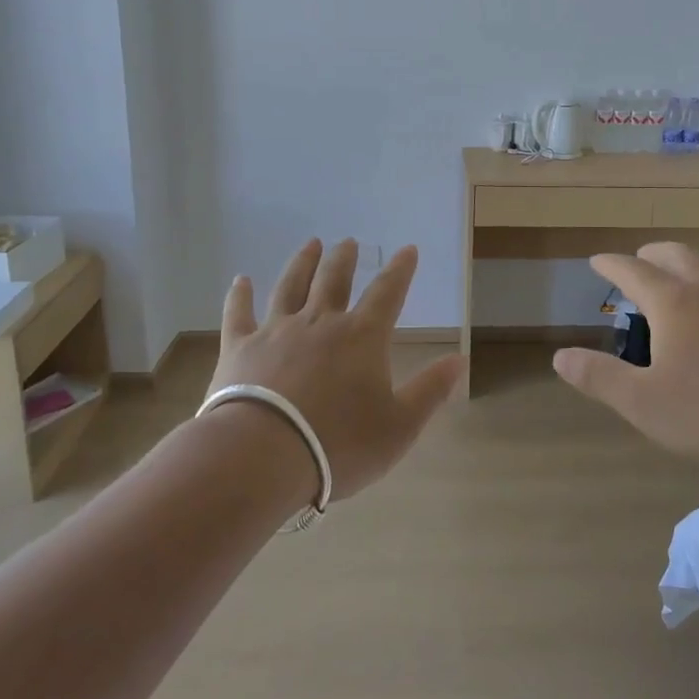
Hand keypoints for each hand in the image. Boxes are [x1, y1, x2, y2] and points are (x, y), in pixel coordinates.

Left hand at [209, 239, 464, 500]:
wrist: (261, 456)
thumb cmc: (337, 445)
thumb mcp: (399, 427)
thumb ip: (430, 391)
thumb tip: (459, 359)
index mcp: (361, 337)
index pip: (387, 293)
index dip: (400, 270)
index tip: (407, 250)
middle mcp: (320, 322)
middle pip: (334, 279)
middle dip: (345, 258)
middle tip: (349, 242)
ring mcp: (276, 331)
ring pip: (291, 286)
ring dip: (303, 263)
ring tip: (311, 244)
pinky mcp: (240, 347)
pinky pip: (238, 313)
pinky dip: (239, 295)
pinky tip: (240, 280)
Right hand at [552, 242, 698, 477]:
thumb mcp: (643, 403)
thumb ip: (599, 377)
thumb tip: (561, 356)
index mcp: (674, 303)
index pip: (634, 271)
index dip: (612, 265)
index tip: (597, 261)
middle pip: (675, 256)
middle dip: (651, 255)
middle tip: (638, 261)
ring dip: (688, 263)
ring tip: (680, 274)